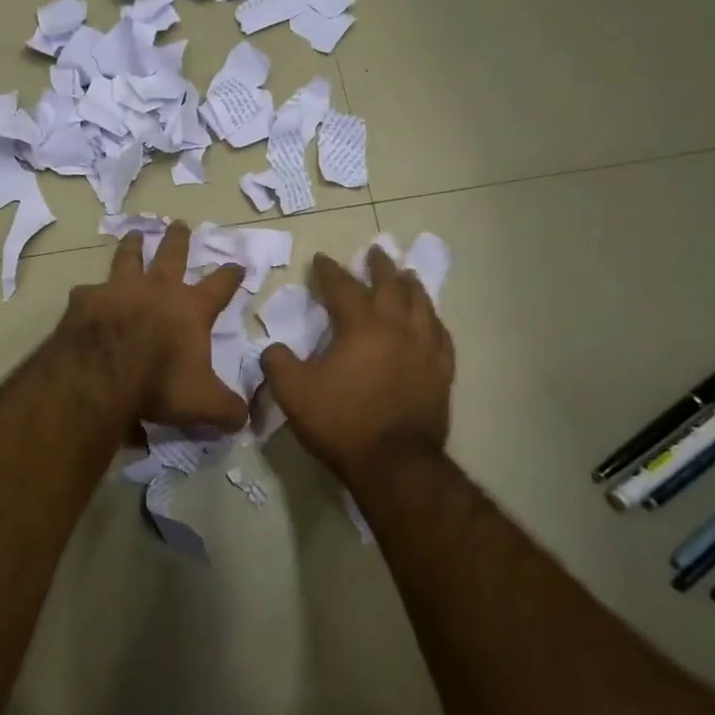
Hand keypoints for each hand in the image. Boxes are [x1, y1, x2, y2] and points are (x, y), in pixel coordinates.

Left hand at [57, 221, 248, 432]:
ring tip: (134, 234)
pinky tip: (84, 295)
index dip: (230, 275)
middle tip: (180, 224)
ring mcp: (119, 289)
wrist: (102, 372)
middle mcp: (157, 289)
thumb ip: (227, 409)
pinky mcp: (86, 300)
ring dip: (133, 246)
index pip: (219, 286)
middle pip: (172, 255)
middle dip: (179, 240)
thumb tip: (245, 418)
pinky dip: (89, 293)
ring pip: (128, 258)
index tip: (237, 264)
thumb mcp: (203, 403)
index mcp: (190, 308)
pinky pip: (88, 291)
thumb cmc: (160, 382)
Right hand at [260, 248, 453, 478]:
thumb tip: (273, 349)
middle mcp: (397, 329)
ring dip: (412, 287)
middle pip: (390, 287)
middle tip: (375, 251)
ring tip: (407, 276)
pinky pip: (441, 336)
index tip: (322, 259)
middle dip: (380, 267)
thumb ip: (278, 364)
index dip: (329, 271)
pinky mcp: (441, 374)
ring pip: (422, 306)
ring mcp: (424, 350)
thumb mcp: (293, 393)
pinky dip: (434, 322)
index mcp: (361, 326)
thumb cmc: (341, 422)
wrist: (394, 463)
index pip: (343, 287)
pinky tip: (432, 321)